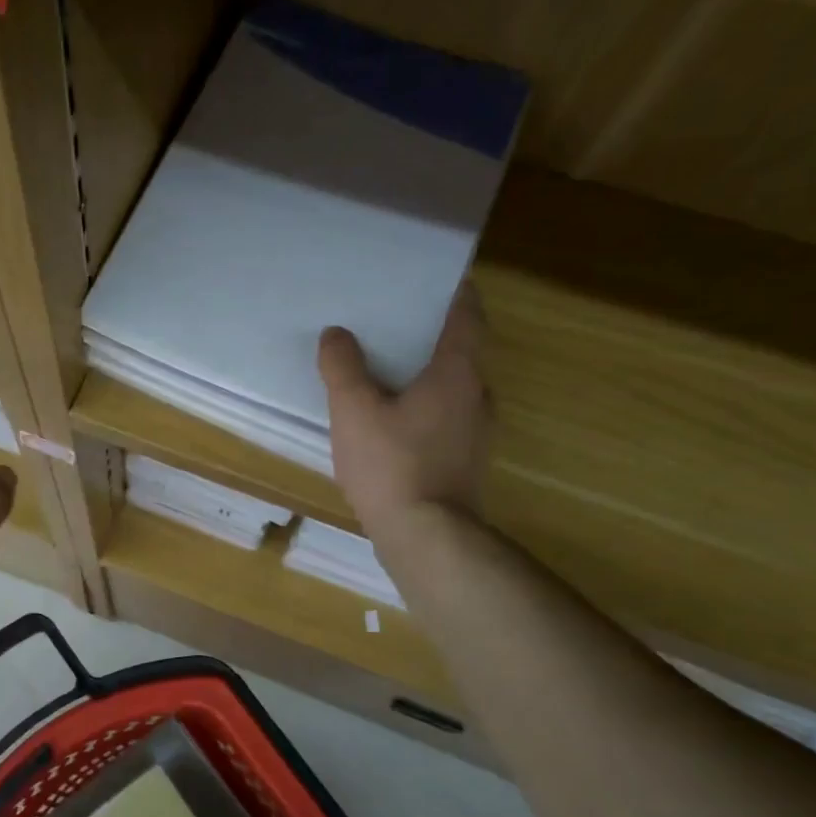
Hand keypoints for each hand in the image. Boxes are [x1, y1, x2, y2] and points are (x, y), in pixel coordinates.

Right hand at [317, 284, 491, 536]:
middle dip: (430, 333)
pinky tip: (391, 418)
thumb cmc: (393, 465)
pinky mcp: (466, 460)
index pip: (467, 315)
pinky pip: (445, 416)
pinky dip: (424, 405)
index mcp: (458, 372)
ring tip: (385, 367)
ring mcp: (477, 432)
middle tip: (391, 321)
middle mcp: (478, 395)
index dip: (453, 292)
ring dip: (426, 372)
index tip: (430, 278)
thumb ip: (343, 367)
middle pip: (461, 349)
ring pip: (453, 386)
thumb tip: (337, 334)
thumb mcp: (354, 411)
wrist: (428, 538)